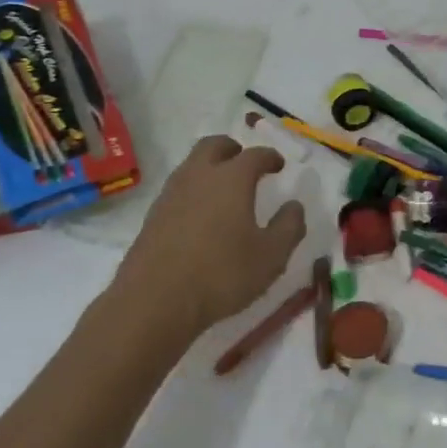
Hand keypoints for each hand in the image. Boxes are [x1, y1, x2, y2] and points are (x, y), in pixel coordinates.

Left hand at [110, 135, 306, 337]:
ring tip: (223, 190)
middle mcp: (199, 176)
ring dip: (209, 168)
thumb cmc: (222, 273)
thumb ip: (289, 226)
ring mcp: (171, 194)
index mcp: (232, 178)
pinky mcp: (152, 216)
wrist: (154, 301)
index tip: (278, 165)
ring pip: (191, 165)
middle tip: (245, 163)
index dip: (270, 157)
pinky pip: (178, 190)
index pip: (255, 155)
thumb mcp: (271, 255)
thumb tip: (294, 206)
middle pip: (214, 146)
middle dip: (232, 149)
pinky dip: (193, 191)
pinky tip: (201, 216)